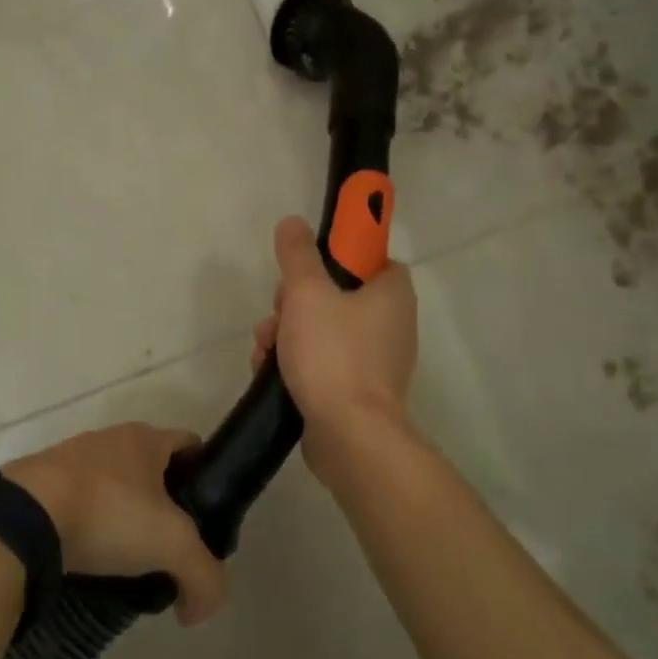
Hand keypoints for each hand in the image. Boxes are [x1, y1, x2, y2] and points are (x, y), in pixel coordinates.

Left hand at [3, 424, 226, 625]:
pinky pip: (76, 504)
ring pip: (112, 487)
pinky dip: (87, 527)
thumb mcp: (172, 545)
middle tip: (167, 549)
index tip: (206, 517)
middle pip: (150, 469)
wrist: (23, 518)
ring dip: (122, 518)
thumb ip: (204, 576)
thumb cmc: (107, 513)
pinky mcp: (39, 484)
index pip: (190, 445)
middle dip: (162, 506)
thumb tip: (203, 609)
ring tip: (125, 563)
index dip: (204, 477)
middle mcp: (109, 439)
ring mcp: (70, 459)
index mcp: (145, 438)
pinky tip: (87, 559)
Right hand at [252, 215, 417, 483]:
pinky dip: (298, 363)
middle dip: (295, 302)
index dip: (336, 257)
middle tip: (278, 312)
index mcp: (392, 293)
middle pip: (337, 295)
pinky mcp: (359, 391)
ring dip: (288, 334)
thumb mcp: (307, 293)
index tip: (306, 269)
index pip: (369, 258)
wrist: (350, 436)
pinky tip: (270, 373)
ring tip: (265, 350)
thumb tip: (293, 222)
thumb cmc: (333, 354)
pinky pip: (325, 363)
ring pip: (324, 330)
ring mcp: (377, 361)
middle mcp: (392, 324)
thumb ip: (298, 254)